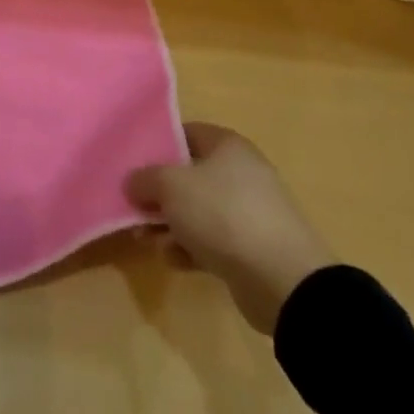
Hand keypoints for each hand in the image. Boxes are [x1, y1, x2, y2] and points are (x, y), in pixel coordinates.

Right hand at [125, 123, 335, 334]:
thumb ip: (144, 178)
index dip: (156, 146)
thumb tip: (133, 183)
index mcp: (227, 146)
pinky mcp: (251, 248)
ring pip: (196, 211)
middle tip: (133, 206)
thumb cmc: (222, 214)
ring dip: (168, 224)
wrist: (283, 280)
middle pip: (188, 175)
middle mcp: (241, 173)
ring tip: (145, 239)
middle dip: (158, 193)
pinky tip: (174, 259)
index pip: (184, 133)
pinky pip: (211, 240)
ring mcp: (249, 212)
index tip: (131, 163)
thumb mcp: (170, 186)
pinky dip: (190, 247)